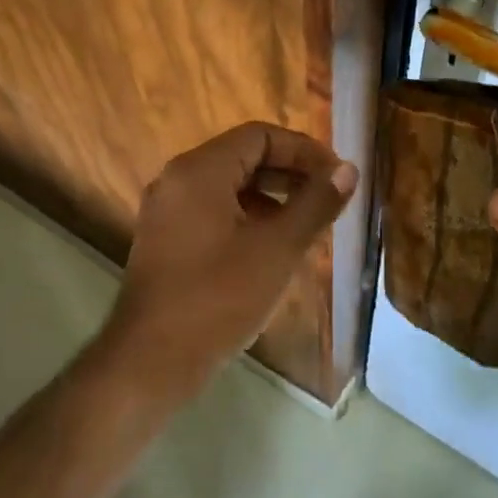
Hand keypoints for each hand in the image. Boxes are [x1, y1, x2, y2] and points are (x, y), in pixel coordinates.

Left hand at [101, 122, 356, 402]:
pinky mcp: (166, 240)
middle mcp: (177, 180)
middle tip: (330, 200)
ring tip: (309, 226)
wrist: (150, 362)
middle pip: (243, 157)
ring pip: (230, 187)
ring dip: (272, 198)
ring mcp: (167, 212)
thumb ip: (315, 204)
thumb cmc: (217, 298)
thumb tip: (347, 169)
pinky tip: (274, 249)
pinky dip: (248, 219)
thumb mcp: (277, 249)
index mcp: (199, 171)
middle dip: (290, 174)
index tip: (337, 177)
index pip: (260, 135)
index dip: (304, 150)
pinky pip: (214, 213)